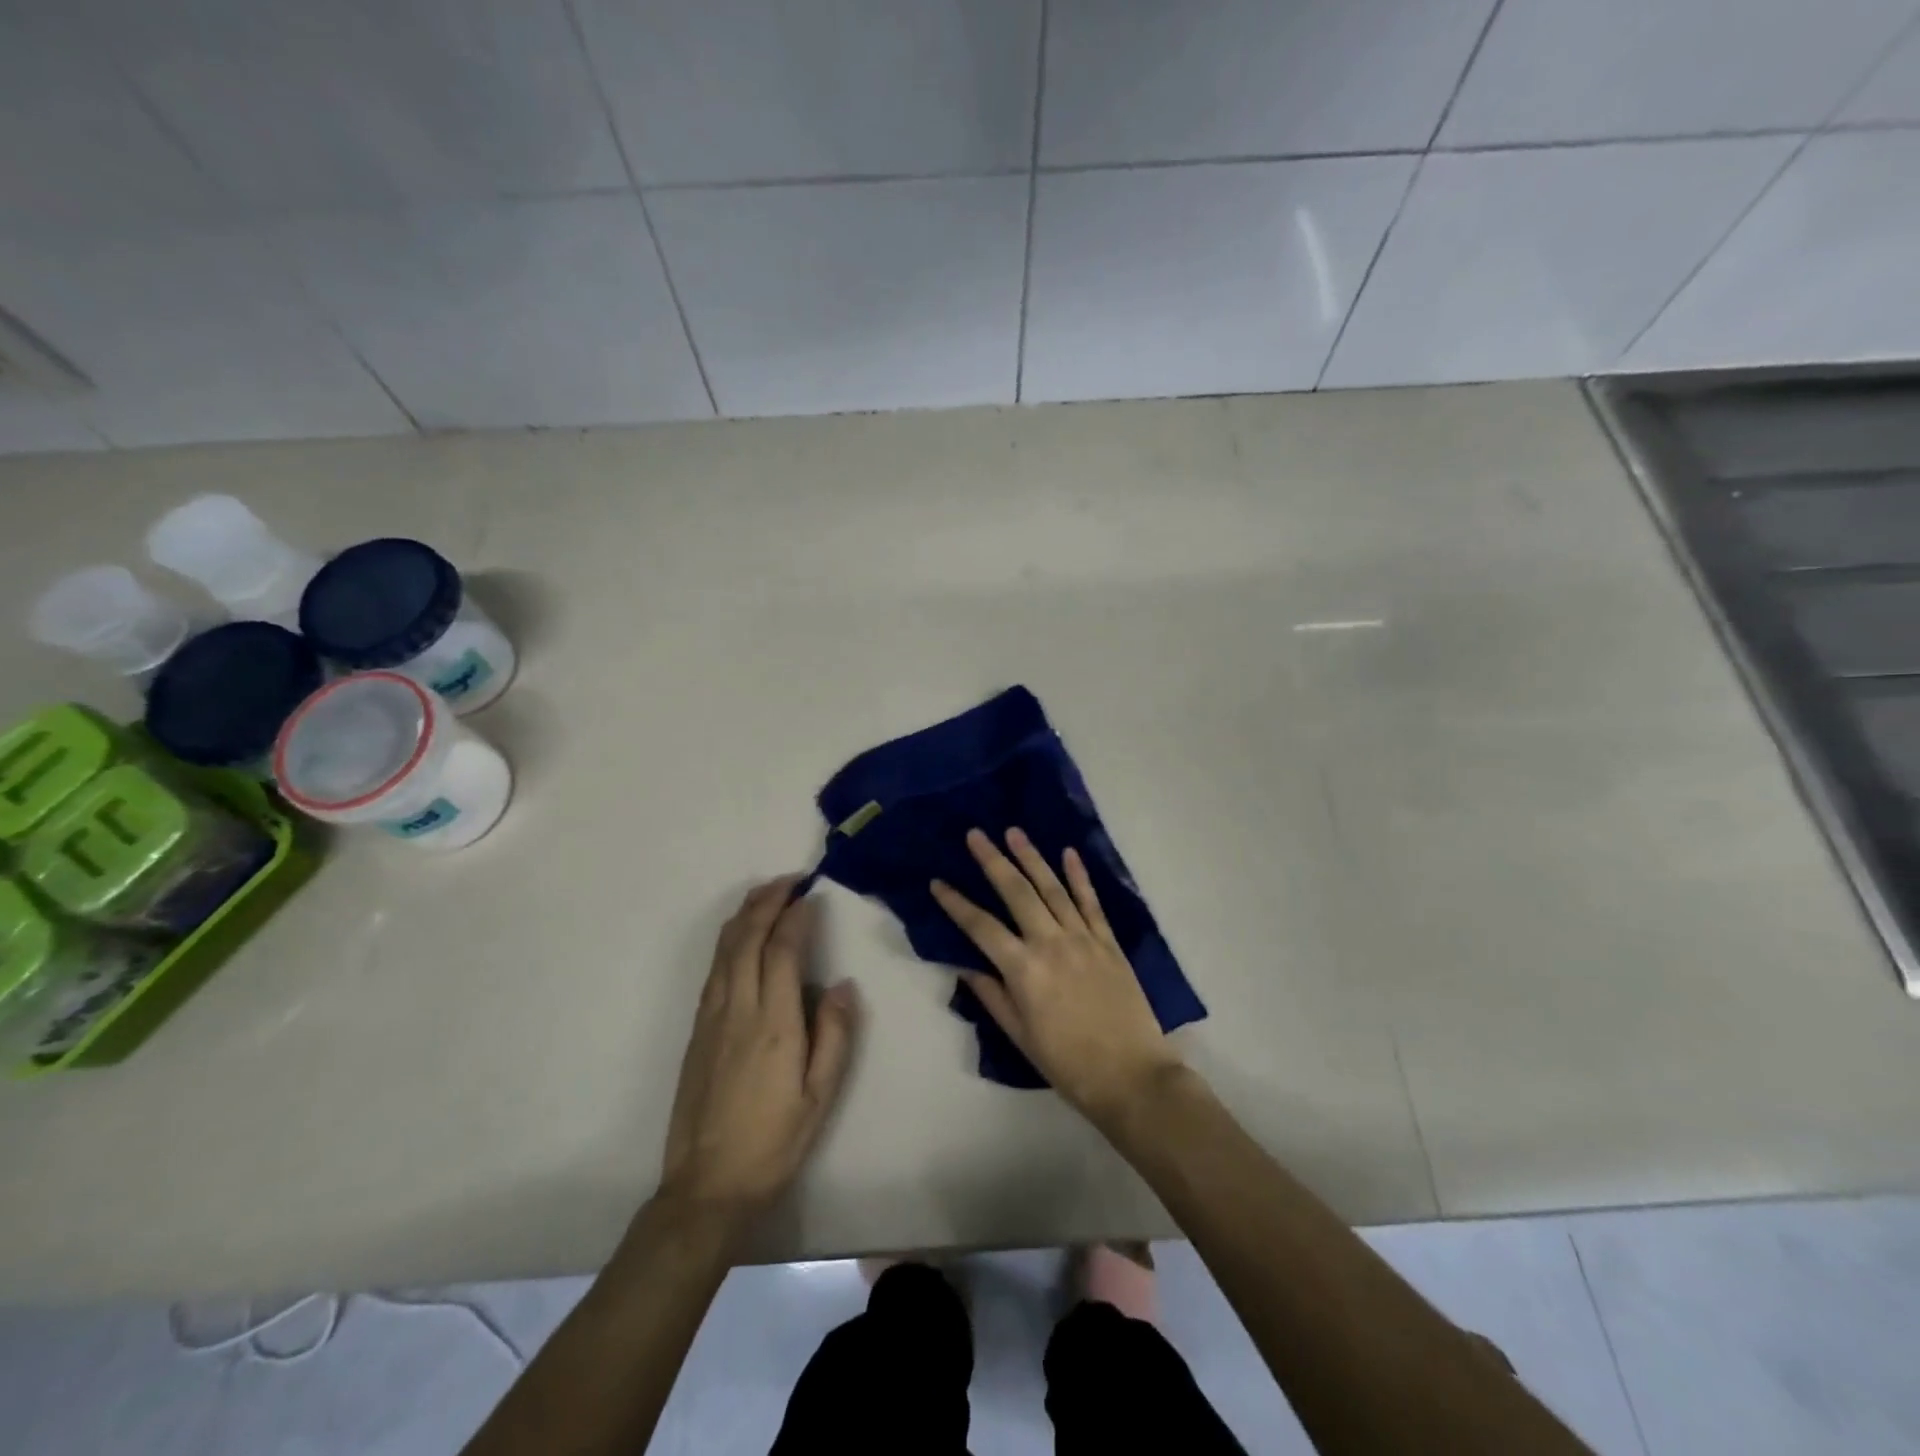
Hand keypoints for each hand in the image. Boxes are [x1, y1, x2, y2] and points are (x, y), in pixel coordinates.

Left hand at [658, 879, 858, 1228]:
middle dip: (768, 901)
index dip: (797, 917)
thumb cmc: (774, 1141)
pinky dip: (729, 939)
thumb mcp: (820, 1096)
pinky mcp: (697, 1029)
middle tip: (790, 879)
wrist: (707, 1185)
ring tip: (766, 893)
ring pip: (725, 949)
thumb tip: (841, 983)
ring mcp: (711, 1017)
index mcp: (774, 1023)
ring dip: (746, 914)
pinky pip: (714, 968)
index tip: (812, 895)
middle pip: (748, 938)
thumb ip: (835, 1034)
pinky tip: (740, 935)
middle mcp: (738, 1009)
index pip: (783, 951)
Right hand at [931, 829, 1182, 1126]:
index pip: (981, 927)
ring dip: (1032, 858)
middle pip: (1017, 893)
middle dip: (993, 861)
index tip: (937, 882)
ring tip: (1014, 832)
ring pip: (1053, 888)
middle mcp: (1051, 944)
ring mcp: (1083, 939)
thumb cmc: (1068, 1064)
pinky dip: (1080, 876)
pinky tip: (1068, 853)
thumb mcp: (1019, 1036)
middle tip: (975, 834)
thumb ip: (992, 995)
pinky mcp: (1109, 942)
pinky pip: (1091, 902)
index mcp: (1024, 970)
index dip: (956, 903)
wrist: (1131, 1076)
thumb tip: (965, 965)